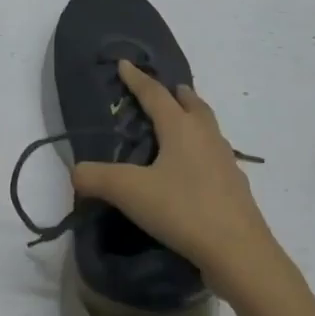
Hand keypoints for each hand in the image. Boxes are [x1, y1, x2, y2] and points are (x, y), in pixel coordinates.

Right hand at [71, 60, 285, 304]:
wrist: (239, 252)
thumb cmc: (183, 210)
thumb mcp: (130, 192)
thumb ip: (96, 178)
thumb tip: (76, 172)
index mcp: (181, 128)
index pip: (155, 94)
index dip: (137, 79)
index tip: (125, 63)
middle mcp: (206, 137)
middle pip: (193, 104)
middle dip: (177, 94)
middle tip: (167, 90)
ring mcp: (226, 161)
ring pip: (208, 128)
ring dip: (194, 119)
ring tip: (181, 125)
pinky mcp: (235, 187)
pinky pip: (215, 156)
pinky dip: (202, 151)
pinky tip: (195, 170)